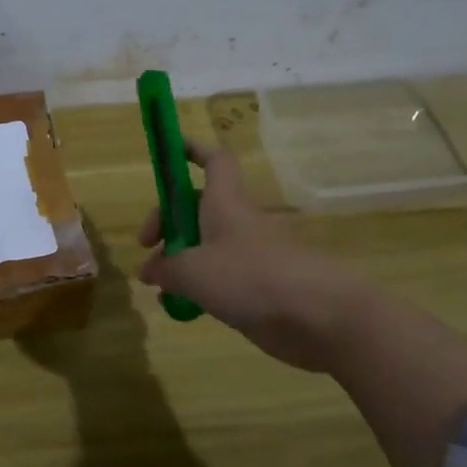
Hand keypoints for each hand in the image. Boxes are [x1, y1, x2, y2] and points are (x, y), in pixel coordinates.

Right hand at [136, 140, 375, 371]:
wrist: (320, 316)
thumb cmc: (251, 277)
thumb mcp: (193, 271)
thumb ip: (165, 268)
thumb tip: (149, 270)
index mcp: (225, 204)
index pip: (213, 161)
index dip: (193, 150)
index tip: (170, 151)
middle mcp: (237, 223)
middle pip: (197, 207)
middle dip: (167, 222)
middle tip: (146, 248)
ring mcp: (250, 256)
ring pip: (206, 246)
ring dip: (179, 260)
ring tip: (160, 286)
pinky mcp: (259, 287)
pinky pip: (220, 278)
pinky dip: (198, 287)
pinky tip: (183, 309)